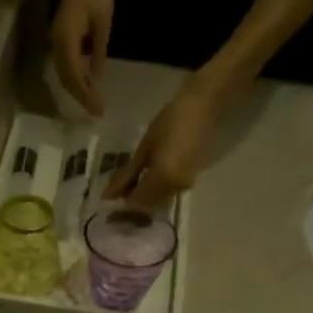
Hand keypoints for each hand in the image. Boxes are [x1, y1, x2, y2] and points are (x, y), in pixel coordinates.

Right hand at [52, 0, 113, 116]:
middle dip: (80, 96)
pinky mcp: (60, 35)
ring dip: (76, 88)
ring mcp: (56, 39)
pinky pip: (65, 63)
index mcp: (66, 41)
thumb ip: (98, 52)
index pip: (75, 77)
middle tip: (96, 111)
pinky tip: (87, 82)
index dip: (85, 96)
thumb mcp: (104, 21)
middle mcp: (56, 43)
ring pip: (63, 73)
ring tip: (92, 101)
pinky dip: (74, 76)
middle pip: (65, 79)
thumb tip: (96, 78)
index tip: (98, 111)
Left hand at [108, 76, 221, 209]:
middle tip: (118, 190)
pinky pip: (169, 192)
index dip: (121, 203)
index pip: (136, 202)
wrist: (204, 106)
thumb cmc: (170, 121)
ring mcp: (186, 185)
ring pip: (159, 200)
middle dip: (132, 200)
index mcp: (162, 178)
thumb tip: (109, 195)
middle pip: (148, 205)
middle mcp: (175, 188)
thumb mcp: (145, 147)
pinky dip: (156, 189)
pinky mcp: (192, 180)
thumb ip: (127, 174)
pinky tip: (148, 177)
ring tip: (131, 182)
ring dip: (144, 196)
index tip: (109, 196)